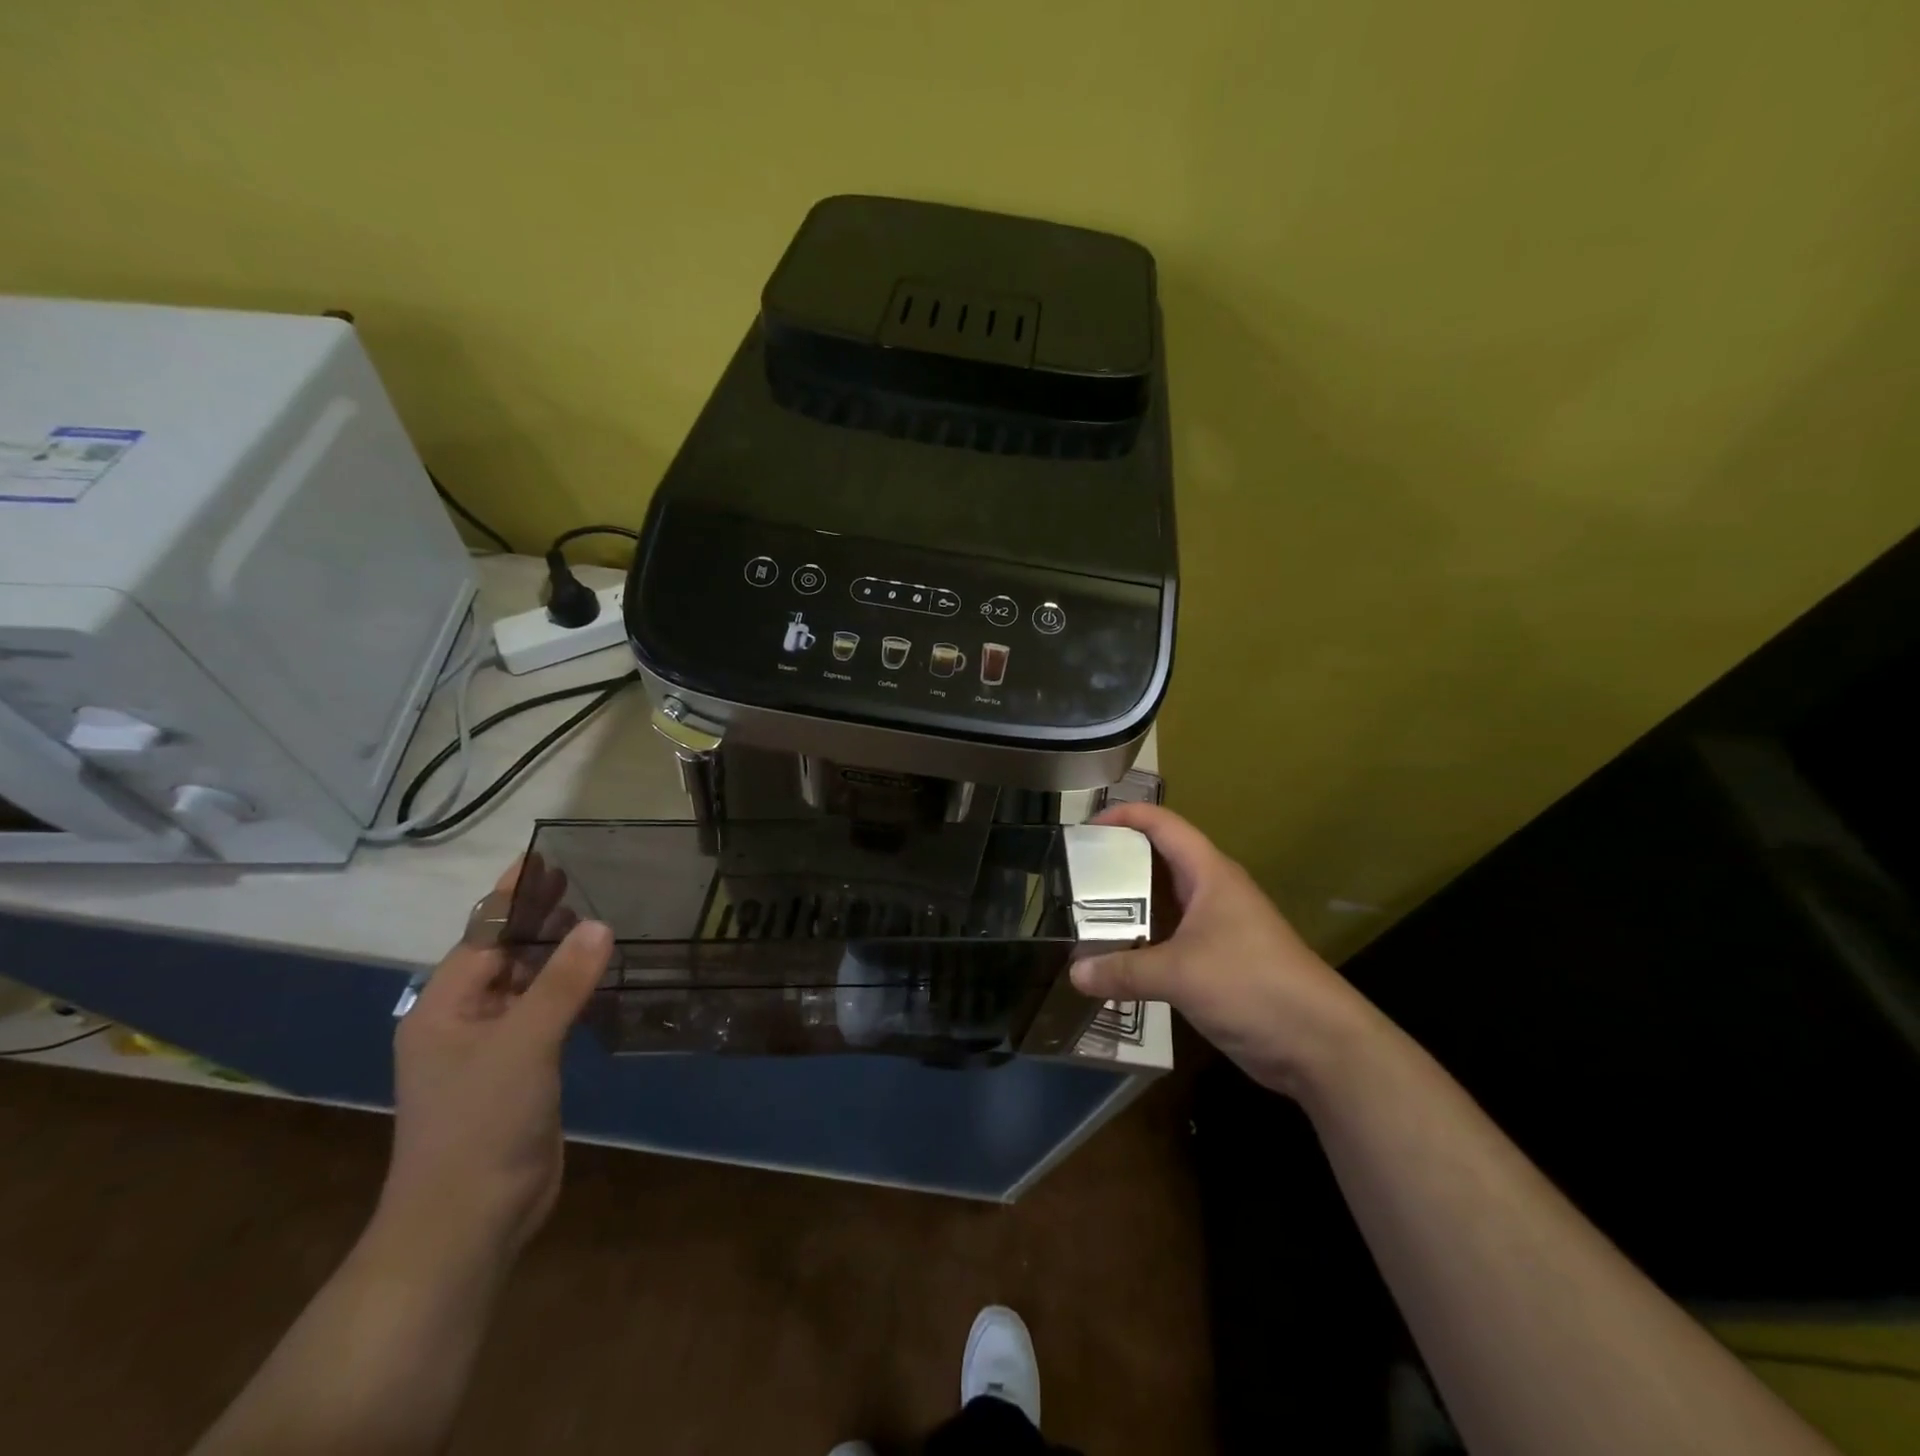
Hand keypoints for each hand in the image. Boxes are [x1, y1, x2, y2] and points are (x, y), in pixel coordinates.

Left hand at [380, 856, 612, 1261]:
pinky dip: (569, 991)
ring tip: (597, 919)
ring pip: (528, 986)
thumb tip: (599, 924)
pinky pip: (545, 1016)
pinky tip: (598, 977)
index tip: (543, 857)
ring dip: (557, 955)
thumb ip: (562, 982)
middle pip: (504, 956)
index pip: (484, 935)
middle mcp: (463, 1022)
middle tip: (581, 879)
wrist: (468, 1222)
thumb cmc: (480, 1124)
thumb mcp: (523, 1044)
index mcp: (445, 1008)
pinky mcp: (520, 1073)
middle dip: (538, 919)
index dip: (514, 896)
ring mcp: (491, 1050)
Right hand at [1071, 803, 1378, 1098]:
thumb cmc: (1251, 984)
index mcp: (1209, 874)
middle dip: (1118, 862)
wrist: (1318, 1043)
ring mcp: (1217, 928)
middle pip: (1160, 861)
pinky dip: (1142, 942)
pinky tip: (1114, 958)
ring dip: (1128, 907)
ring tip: (1083, 914)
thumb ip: (1124, 971)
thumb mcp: (1180, 974)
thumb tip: (1074, 972)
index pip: (1164, 825)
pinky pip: (1170, 940)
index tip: (1085, 828)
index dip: (1126, 816)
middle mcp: (1212, 892)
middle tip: (1074, 875)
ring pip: (1164, 904)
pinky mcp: (1218, 962)